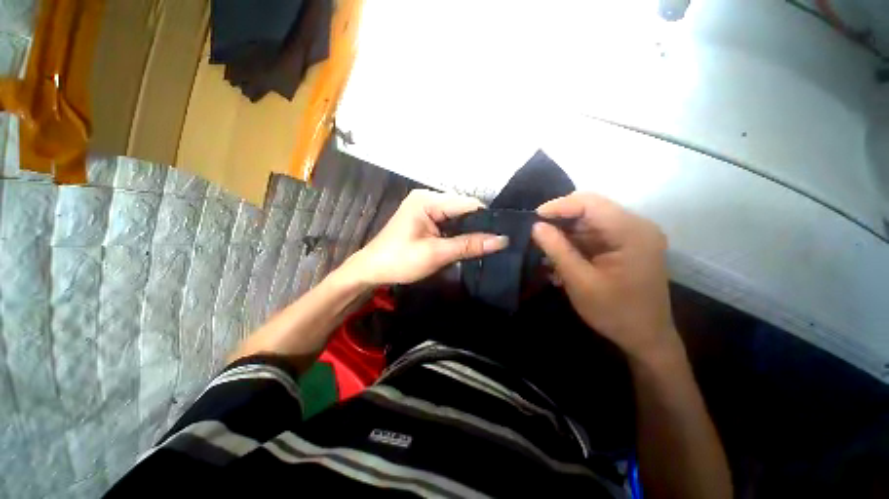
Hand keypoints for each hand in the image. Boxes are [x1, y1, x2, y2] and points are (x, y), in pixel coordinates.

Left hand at [344, 189, 508, 285]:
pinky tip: (468, 242)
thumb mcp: (436, 254)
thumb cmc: (400, 261)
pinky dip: (458, 232)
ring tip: (487, 243)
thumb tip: (502, 240)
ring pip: (457, 215)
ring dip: (469, 229)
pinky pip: (448, 221)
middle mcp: (427, 198)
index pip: (467, 203)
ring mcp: (425, 207)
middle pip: (462, 208)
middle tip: (497, 242)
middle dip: (479, 224)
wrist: (371, 269)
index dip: (487, 218)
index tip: (504, 233)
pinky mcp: (424, 217)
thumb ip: (469, 245)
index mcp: (427, 200)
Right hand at [532, 192, 679, 359]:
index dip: (559, 206)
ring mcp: (632, 235)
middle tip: (536, 234)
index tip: (533, 218)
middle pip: (590, 209)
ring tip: (545, 249)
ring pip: (589, 221)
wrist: (646, 338)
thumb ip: (557, 250)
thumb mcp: (580, 282)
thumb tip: (536, 226)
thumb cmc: (615, 313)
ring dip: (565, 233)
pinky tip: (560, 257)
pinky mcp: (625, 245)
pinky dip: (574, 242)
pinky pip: (593, 234)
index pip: (590, 203)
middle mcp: (636, 226)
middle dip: (560, 220)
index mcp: (632, 232)